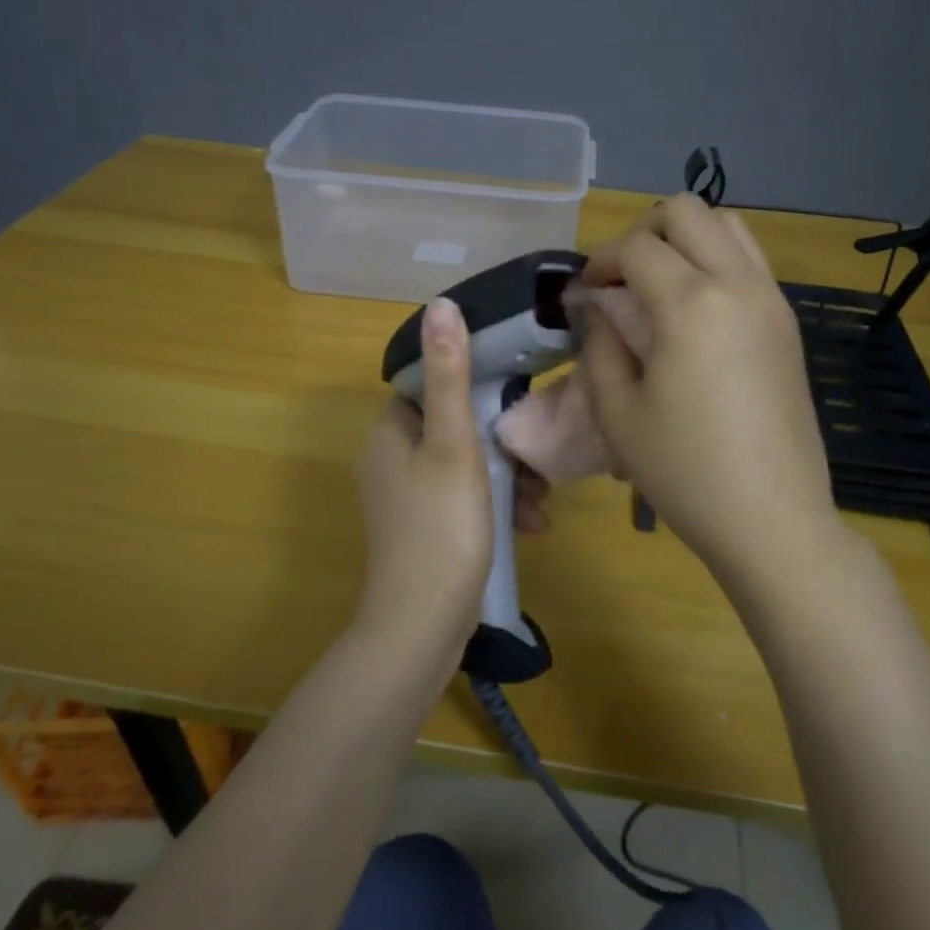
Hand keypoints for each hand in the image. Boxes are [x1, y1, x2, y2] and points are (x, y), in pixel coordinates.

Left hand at [353, 298, 548, 649]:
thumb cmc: (441, 525)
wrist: (422, 625)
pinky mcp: (424, 530)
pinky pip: (463, 500)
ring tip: (541, 500)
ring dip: (506, 478)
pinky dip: (495, 506)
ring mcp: (405, 499)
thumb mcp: (453, 444)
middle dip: (501, 442)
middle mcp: (389, 460)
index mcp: (388, 433)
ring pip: (464, 466)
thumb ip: (450, 376)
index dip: (473, 386)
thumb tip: (440, 305)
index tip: (514, 397)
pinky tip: (531, 525)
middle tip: (537, 458)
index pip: (430, 386)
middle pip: (453, 428)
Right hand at [579, 195, 836, 582]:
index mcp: (690, 304)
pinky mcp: (787, 323)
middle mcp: (737, 285)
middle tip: (619, 277)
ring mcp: (771, 300)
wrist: (772, 517)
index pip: (636, 247)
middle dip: (642, 231)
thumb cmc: (684, 471)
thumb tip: (596, 306)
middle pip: (687, 212)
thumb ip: (600, 344)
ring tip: (657, 284)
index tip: (584, 292)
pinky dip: (716, 260)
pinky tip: (694, 310)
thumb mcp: (619, 412)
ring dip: (685, 238)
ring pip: (728, 225)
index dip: (600, 261)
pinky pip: (750, 261)